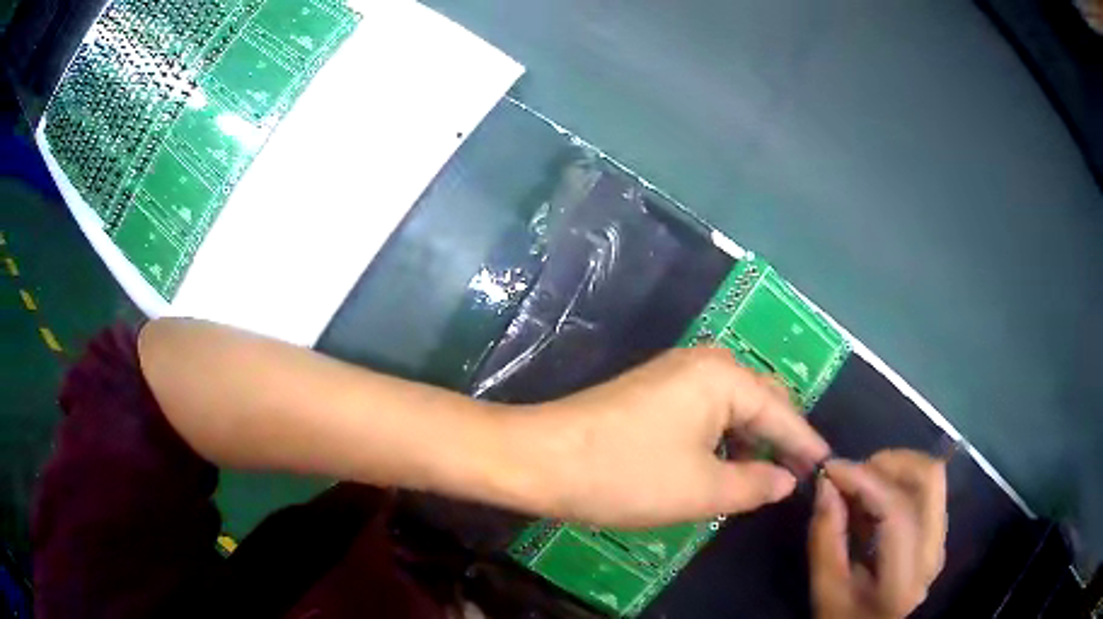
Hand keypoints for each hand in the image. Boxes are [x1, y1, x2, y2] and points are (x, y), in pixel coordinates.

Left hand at [516, 348, 830, 527]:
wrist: (541, 457)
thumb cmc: (626, 474)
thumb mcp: (701, 490)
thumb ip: (754, 484)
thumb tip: (787, 479)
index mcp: (725, 377)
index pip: (783, 413)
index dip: (806, 444)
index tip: (827, 467)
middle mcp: (705, 362)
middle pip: (762, 400)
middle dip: (781, 437)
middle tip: (796, 475)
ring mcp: (676, 373)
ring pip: (734, 406)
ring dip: (752, 439)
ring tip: (763, 475)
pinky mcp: (655, 390)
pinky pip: (708, 410)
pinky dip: (723, 436)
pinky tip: (724, 462)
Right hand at [808, 450, 947, 618]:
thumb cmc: (843, 618)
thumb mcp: (825, 589)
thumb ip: (826, 538)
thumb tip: (826, 484)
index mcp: (904, 578)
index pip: (897, 510)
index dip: (865, 480)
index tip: (831, 468)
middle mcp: (933, 552)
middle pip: (929, 478)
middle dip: (889, 462)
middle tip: (853, 473)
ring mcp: (940, 540)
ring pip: (931, 478)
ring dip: (895, 469)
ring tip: (861, 484)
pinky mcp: (937, 533)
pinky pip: (926, 490)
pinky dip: (899, 481)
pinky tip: (873, 497)